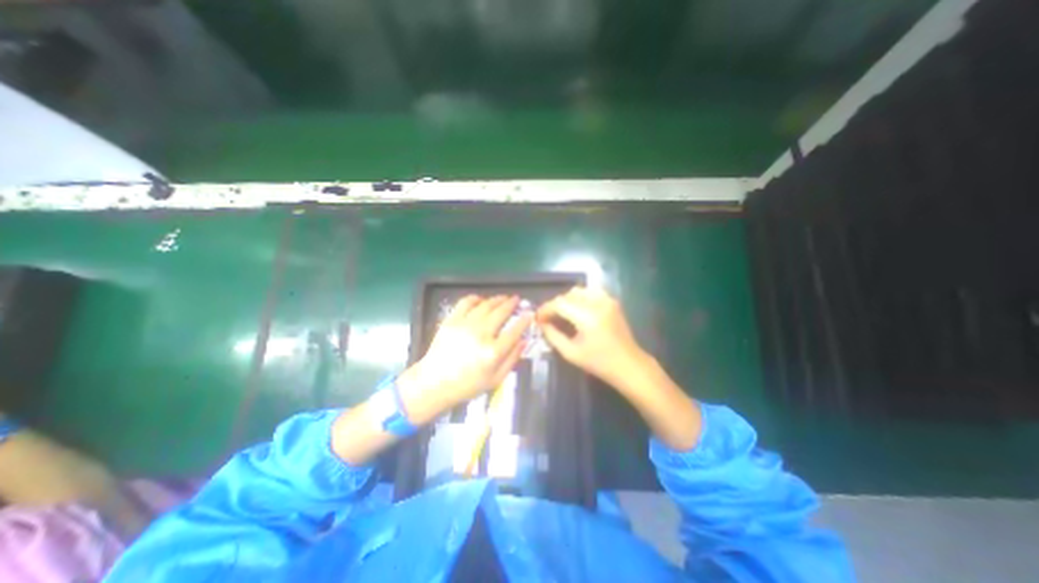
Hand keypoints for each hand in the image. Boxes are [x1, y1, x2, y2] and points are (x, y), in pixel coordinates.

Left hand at [397, 296, 531, 423]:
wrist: (434, 383)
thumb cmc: (467, 385)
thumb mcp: (495, 379)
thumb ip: (512, 359)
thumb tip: (524, 341)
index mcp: (493, 352)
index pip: (514, 331)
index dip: (525, 320)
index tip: (530, 313)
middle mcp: (480, 335)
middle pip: (501, 313)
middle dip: (512, 304)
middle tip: (517, 299)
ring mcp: (464, 325)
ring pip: (485, 305)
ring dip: (497, 299)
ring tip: (503, 298)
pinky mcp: (451, 321)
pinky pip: (465, 302)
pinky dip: (475, 298)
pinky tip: (481, 299)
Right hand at [540, 289, 700, 447]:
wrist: (629, 364)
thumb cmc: (599, 363)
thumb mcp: (571, 353)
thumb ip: (553, 336)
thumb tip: (542, 323)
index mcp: (587, 317)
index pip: (559, 303)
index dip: (546, 309)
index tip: (538, 318)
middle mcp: (598, 303)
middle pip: (568, 295)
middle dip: (555, 305)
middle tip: (548, 318)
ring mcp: (607, 300)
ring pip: (579, 291)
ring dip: (567, 300)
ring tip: (562, 314)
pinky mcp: (612, 301)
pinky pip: (591, 292)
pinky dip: (580, 298)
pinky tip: (577, 310)